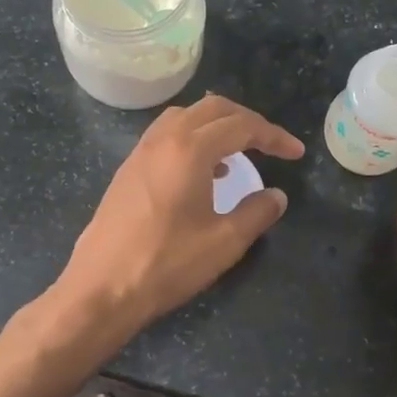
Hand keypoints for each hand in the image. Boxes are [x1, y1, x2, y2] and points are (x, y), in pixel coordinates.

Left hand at [61, 94, 303, 328]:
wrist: (100, 288)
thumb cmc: (166, 263)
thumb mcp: (224, 242)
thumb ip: (257, 212)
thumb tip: (276, 196)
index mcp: (191, 149)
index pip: (242, 126)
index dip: (274, 136)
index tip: (295, 153)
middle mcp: (164, 138)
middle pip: (213, 109)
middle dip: (247, 120)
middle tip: (270, 144)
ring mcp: (141, 151)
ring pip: (186, 116)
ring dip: (216, 125)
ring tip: (237, 153)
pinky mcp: (128, 168)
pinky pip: (167, 134)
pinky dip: (192, 137)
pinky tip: (202, 171)